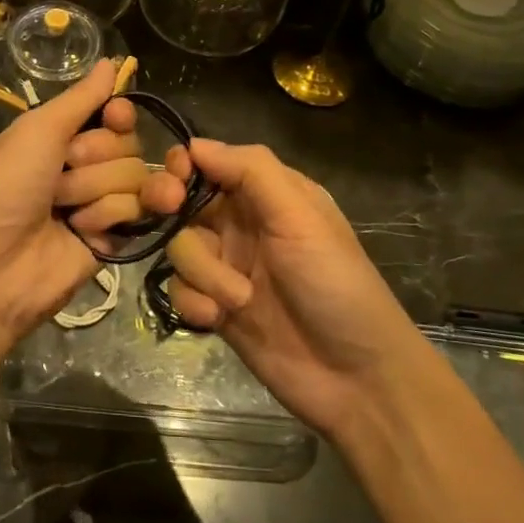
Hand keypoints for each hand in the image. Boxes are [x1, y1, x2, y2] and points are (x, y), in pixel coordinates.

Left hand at [0, 59, 148, 337]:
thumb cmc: (7, 186)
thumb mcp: (38, 130)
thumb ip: (82, 98)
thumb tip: (111, 61)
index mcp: (62, 136)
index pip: (115, 115)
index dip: (120, 116)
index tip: (114, 118)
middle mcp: (85, 166)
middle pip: (129, 145)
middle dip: (95, 160)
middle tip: (59, 178)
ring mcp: (100, 203)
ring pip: (135, 178)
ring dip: (96, 192)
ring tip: (64, 212)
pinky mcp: (114, 239)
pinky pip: (137, 213)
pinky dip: (108, 218)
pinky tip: (84, 231)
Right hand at [140, 141, 415, 436]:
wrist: (355, 379)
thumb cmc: (335, 284)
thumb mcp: (301, 216)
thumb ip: (251, 171)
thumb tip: (194, 143)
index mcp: (267, 194)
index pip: (210, 163)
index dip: (183, 165)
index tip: (173, 180)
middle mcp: (241, 224)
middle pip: (181, 200)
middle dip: (168, 205)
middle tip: (168, 210)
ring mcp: (226, 266)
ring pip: (179, 247)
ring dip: (202, 271)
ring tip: (239, 298)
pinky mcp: (214, 306)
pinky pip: (180, 289)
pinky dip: (195, 302)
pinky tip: (219, 320)